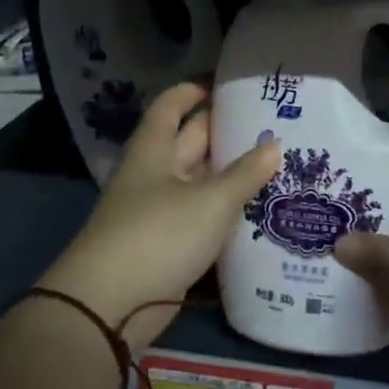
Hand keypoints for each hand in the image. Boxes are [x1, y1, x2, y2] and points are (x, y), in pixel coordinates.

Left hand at [38, 82, 278, 348]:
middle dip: (224, 133)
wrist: (111, 304)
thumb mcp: (210, 200)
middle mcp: (154, 175)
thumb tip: (275, 145)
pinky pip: (201, 217)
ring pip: (199, 183)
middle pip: (189, 143)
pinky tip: (258, 210)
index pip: (170, 108)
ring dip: (230, 175)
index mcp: (153, 151)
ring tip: (276, 164)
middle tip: (270, 125)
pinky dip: (225, 211)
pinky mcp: (168, 245)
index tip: (224, 85)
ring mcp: (159, 212)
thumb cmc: (159, 234)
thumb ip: (245, 174)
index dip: (192, 92)